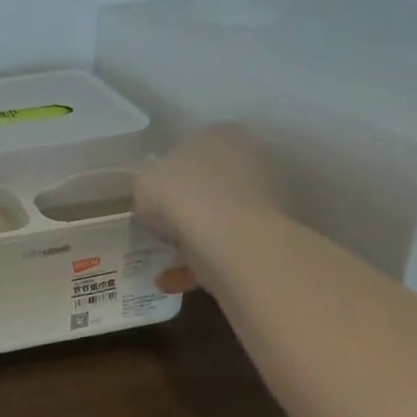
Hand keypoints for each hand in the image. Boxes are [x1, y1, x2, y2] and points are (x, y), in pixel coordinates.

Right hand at [136, 125, 285, 295]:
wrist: (230, 239)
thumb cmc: (181, 194)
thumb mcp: (144, 183)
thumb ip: (151, 185)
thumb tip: (158, 196)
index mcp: (221, 134)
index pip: (194, 146)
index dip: (172, 171)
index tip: (157, 193)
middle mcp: (251, 159)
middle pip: (213, 182)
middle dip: (191, 203)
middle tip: (163, 224)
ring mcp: (267, 198)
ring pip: (223, 218)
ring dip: (197, 238)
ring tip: (166, 259)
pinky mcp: (271, 236)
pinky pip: (229, 248)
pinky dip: (202, 265)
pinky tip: (172, 282)